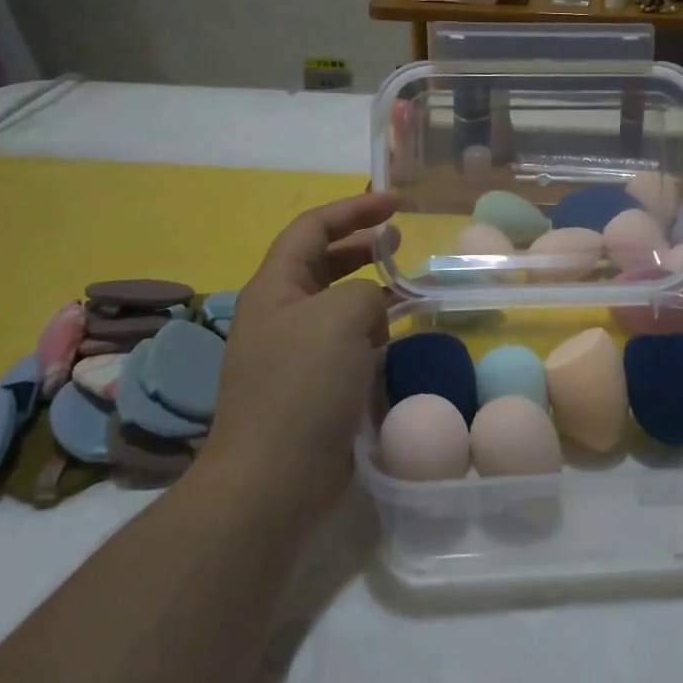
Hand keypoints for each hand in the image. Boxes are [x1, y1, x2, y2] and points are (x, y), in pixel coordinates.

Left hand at [201, 192, 398, 523]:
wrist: (274, 478)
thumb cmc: (303, 385)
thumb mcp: (341, 316)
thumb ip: (366, 292)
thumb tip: (373, 312)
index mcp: (275, 287)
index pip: (312, 228)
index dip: (353, 208)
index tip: (395, 204)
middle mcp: (280, 314)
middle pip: (322, 262)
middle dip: (361, 246)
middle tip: (401, 240)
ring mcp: (294, 353)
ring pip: (337, 305)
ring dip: (371, 293)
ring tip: (407, 291)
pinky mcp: (311, 387)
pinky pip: (345, 343)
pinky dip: (372, 333)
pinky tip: (395, 340)